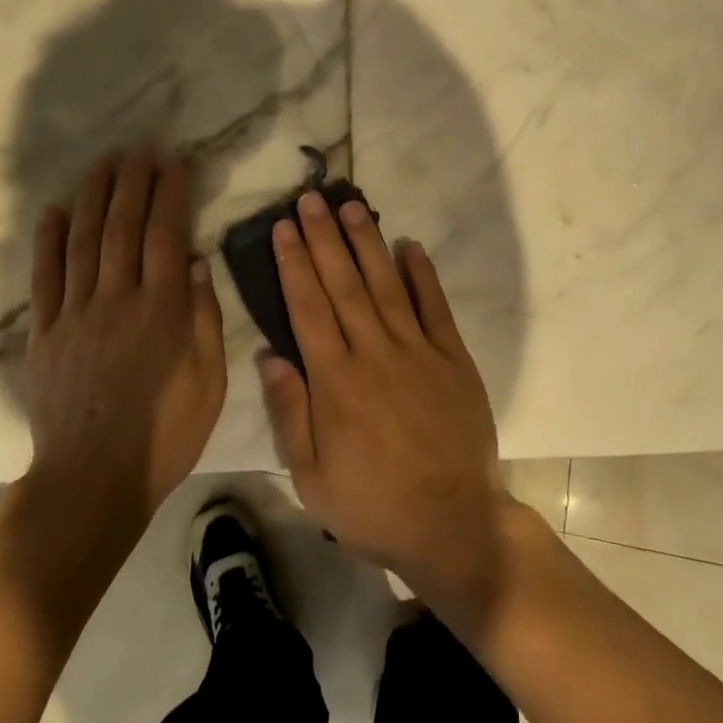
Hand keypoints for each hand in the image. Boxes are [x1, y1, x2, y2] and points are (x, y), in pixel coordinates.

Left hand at [24, 148, 225, 521]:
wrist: (93, 482)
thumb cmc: (165, 434)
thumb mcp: (209, 381)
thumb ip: (204, 318)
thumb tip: (198, 263)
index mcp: (162, 309)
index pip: (166, 234)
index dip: (170, 193)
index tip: (172, 162)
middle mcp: (117, 299)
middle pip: (123, 226)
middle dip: (132, 182)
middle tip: (139, 149)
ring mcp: (75, 314)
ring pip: (83, 241)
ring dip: (93, 196)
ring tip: (103, 163)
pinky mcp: (44, 333)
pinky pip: (44, 278)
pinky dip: (47, 241)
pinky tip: (52, 211)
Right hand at [258, 190, 512, 615]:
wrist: (453, 524)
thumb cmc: (373, 505)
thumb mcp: (312, 475)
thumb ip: (290, 411)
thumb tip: (270, 354)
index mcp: (336, 380)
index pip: (308, 307)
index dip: (294, 264)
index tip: (283, 227)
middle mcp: (374, 352)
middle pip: (343, 284)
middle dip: (324, 238)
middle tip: (311, 198)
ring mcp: (417, 351)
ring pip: (386, 285)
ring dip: (367, 243)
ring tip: (352, 206)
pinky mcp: (452, 357)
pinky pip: (435, 307)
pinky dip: (422, 274)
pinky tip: (410, 245)